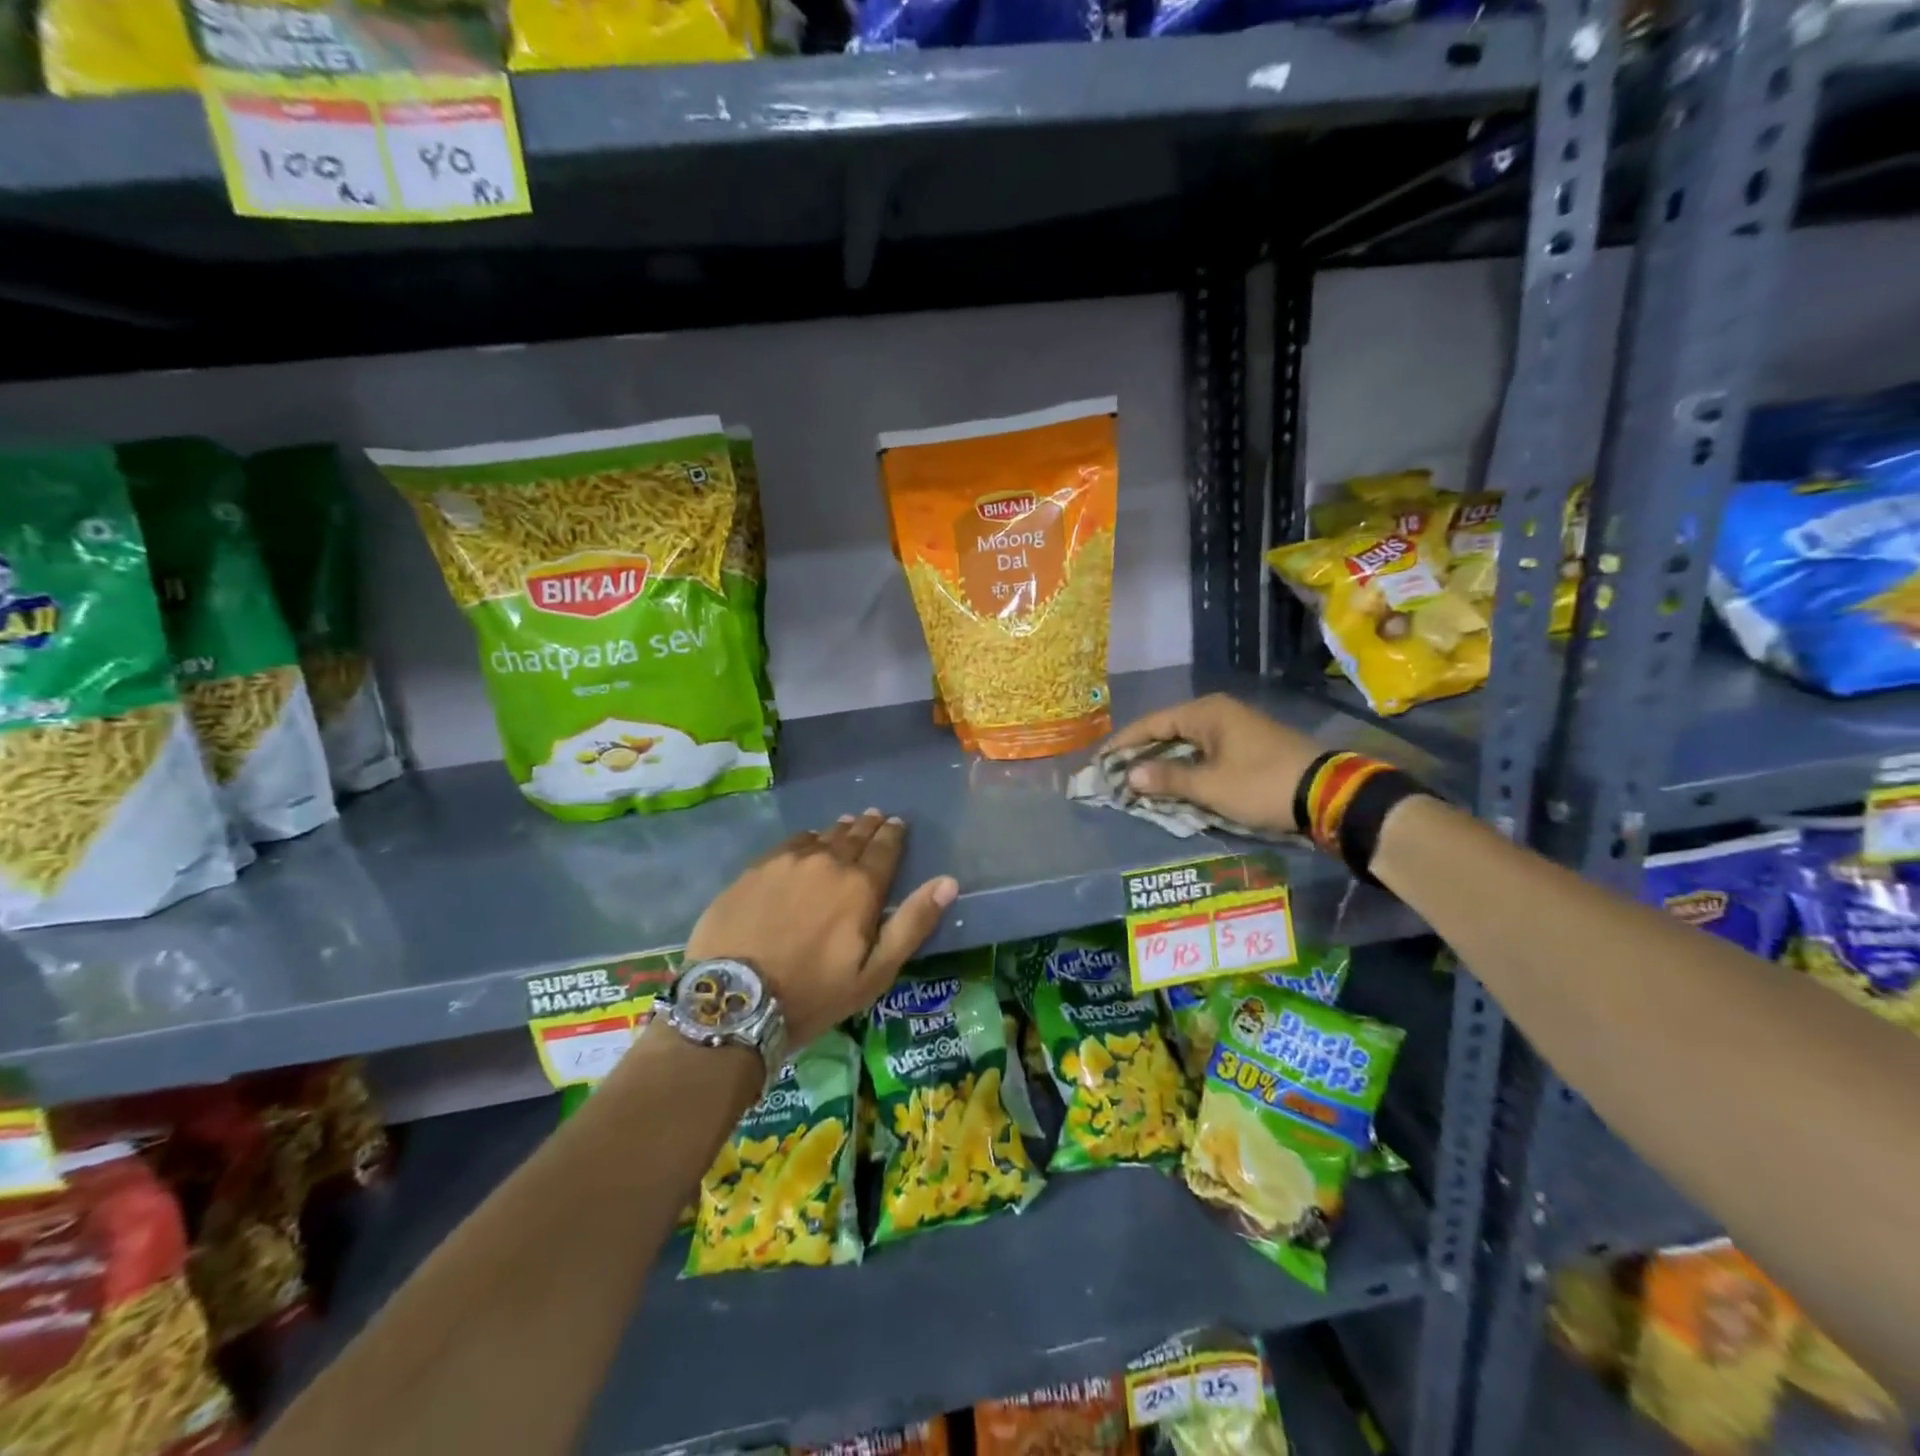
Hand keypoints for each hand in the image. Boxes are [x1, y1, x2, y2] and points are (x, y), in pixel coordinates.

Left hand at [684, 809, 957, 1048]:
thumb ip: (912, 923)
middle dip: (868, 826)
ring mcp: (787, 862)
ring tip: (846, 825)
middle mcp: (827, 862)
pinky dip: (806, 840)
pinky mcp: (755, 869)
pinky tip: (807, 841)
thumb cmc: (812, 994)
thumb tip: (947, 882)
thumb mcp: (874, 973)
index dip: (893, 834)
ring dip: (838, 830)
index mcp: (860, 886)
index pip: (885, 848)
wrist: (733, 1000)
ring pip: (822, 836)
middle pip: (853, 836)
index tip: (897, 824)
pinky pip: (789, 843)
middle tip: (875, 817)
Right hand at [1106, 694, 1320, 834]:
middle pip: (1168, 730)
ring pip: (1187, 742)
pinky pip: (1205, 751)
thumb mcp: (1209, 786)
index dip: (1123, 743)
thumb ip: (1167, 778)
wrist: (1327, 795)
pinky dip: (1186, 765)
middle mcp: (1219, 712)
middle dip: (1141, 753)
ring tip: (1139, 781)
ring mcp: (1236, 728)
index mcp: (1206, 712)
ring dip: (1164, 761)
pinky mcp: (1249, 745)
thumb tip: (1130, 775)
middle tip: (1116, 773)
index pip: (1151, 723)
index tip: (1100, 761)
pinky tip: (1174, 782)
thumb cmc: (1261, 785)